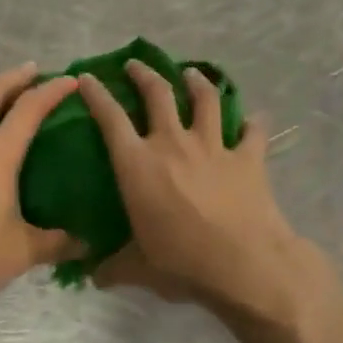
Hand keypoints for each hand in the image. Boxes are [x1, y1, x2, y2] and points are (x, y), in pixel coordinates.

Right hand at [76, 62, 331, 328]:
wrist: (244, 265)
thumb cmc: (182, 263)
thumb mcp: (139, 269)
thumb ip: (114, 268)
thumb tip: (91, 277)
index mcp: (138, 165)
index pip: (110, 118)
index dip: (96, 94)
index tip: (88, 78)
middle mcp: (173, 144)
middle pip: (158, 94)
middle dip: (144, 74)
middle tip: (136, 64)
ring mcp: (213, 146)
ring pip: (205, 99)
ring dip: (196, 81)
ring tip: (191, 73)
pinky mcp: (248, 157)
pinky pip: (252, 131)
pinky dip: (253, 123)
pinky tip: (254, 119)